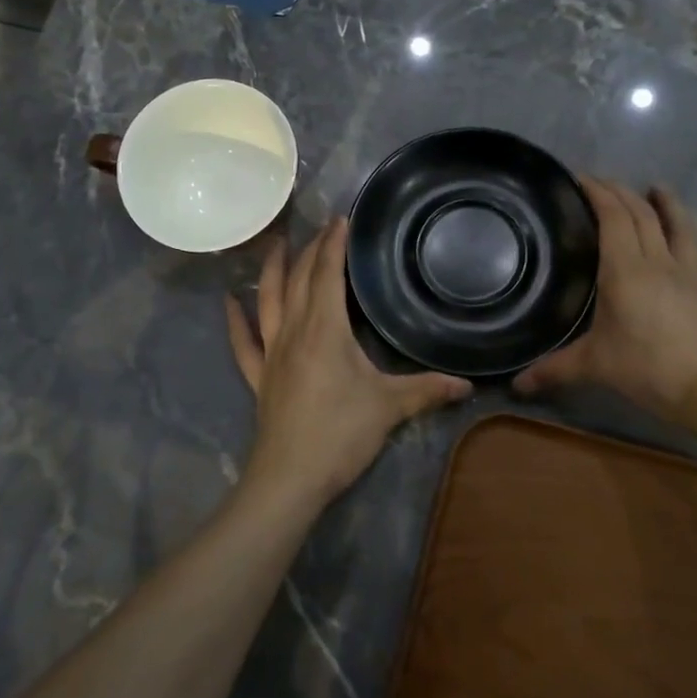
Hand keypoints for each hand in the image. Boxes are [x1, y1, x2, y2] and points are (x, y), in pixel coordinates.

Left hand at [227, 218, 471, 507]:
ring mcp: (272, 353)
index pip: (328, 274)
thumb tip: (468, 384)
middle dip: (311, 249)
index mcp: (325, 329)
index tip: (341, 218)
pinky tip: (227, 302)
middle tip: (322, 228)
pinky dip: (235, 320)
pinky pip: (243, 343)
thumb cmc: (340, 435)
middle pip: (299, 279)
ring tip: (275, 244)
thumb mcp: (389, 408)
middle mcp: (294, 331)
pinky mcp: (260, 378)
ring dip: (272, 270)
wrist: (289, 479)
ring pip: (268, 300)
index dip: (334, 244)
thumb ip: (428, 391)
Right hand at [514, 180, 696, 420]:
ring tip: (652, 187)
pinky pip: (693, 241)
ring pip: (675, 221)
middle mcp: (656, 260)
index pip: (612, 216)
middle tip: (599, 183)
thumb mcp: (594, 367)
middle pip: (640, 212)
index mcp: (625, 270)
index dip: (597, 192)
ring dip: (662, 200)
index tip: (579, 178)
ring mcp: (685, 270)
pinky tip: (681, 228)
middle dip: (619, 191)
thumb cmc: (647, 369)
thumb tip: (516, 385)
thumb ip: (553, 370)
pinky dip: (684, 224)